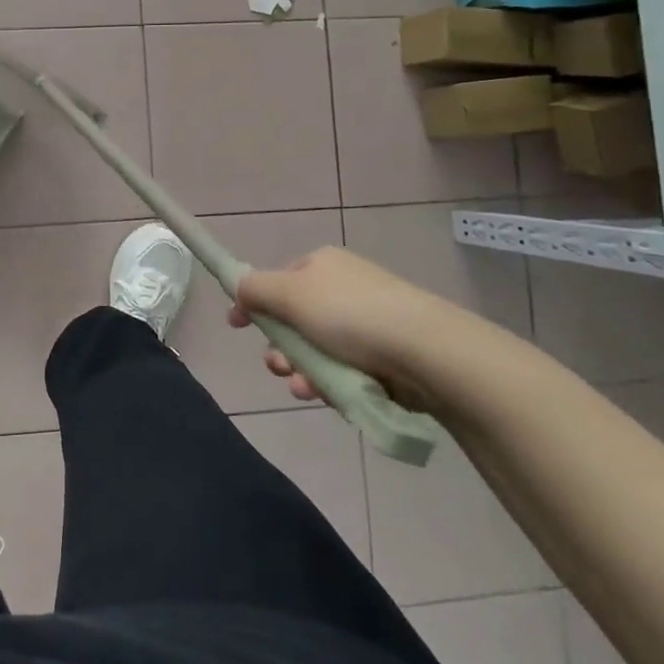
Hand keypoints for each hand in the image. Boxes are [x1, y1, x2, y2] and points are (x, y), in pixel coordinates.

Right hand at [230, 245, 504, 410]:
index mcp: (321, 266)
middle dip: (281, 348)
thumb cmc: (349, 314)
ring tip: (305, 389)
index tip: (237, 327)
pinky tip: (329, 397)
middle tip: (279, 367)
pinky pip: (346, 370)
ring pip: (318, 351)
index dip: (255, 305)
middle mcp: (343, 288)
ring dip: (303, 371)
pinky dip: (332, 384)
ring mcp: (368, 322)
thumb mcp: (289, 294)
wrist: (425, 351)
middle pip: (295, 321)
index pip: (278, 283)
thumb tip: (237, 287)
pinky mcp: (387, 356)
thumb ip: (254, 289)